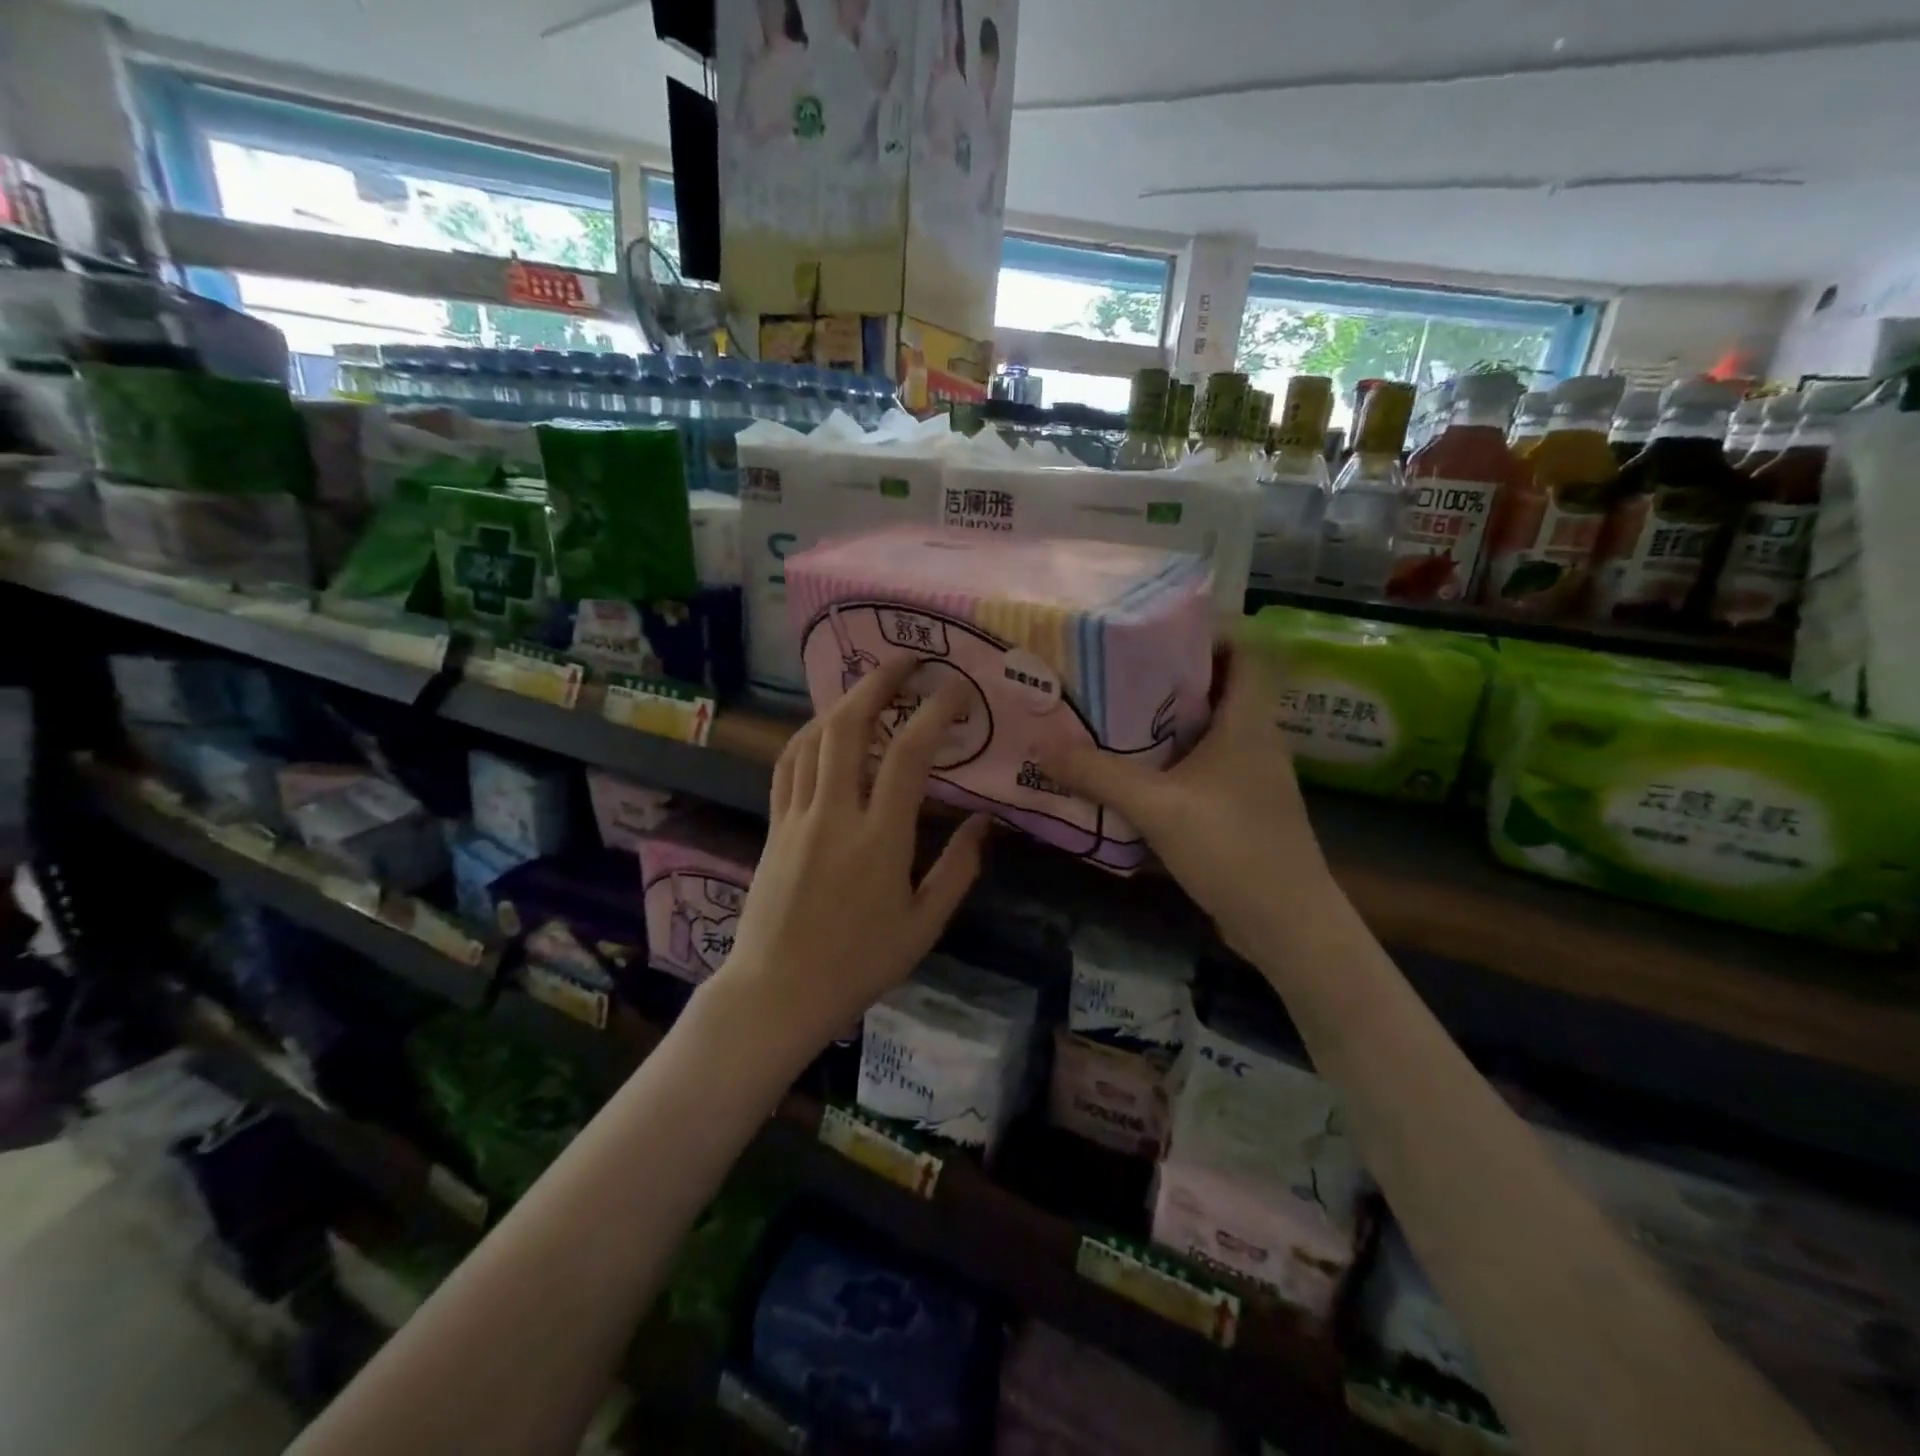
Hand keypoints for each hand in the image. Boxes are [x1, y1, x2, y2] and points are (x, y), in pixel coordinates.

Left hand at [716, 656, 989, 1047]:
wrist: (777, 992)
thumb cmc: (858, 965)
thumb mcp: (923, 926)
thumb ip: (958, 870)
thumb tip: (985, 823)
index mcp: (879, 840)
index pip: (908, 756)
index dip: (934, 712)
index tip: (956, 688)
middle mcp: (834, 815)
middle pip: (848, 727)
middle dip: (878, 683)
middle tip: (907, 661)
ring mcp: (797, 817)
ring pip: (813, 739)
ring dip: (843, 701)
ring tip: (871, 686)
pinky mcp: (774, 826)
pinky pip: (788, 764)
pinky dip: (809, 734)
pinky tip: (825, 727)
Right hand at [1042, 645, 1329, 958]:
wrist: (1285, 923)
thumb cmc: (1231, 846)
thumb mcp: (1156, 806)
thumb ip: (1098, 774)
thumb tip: (1041, 745)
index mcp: (1248, 722)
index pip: (1244, 651)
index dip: (1208, 631)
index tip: (1154, 628)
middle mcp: (1254, 739)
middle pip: (1218, 687)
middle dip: (1170, 675)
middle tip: (1116, 669)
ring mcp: (1250, 776)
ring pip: (1208, 730)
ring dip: (1167, 721)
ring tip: (1114, 712)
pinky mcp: (1240, 807)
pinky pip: (1203, 766)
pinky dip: (1172, 760)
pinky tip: (1133, 771)